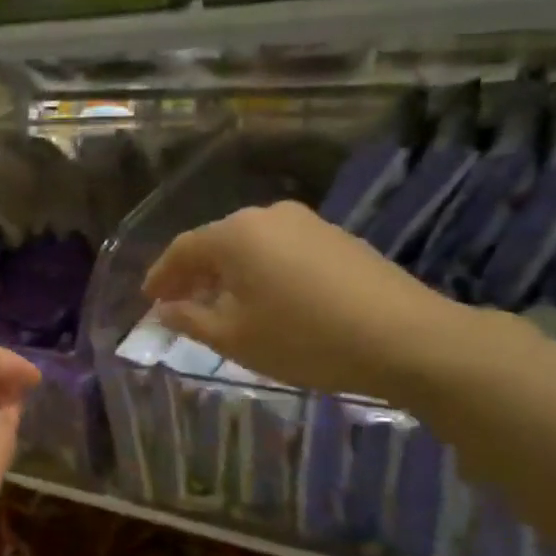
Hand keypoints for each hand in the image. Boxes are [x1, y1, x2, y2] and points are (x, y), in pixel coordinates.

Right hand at [142, 201, 464, 402]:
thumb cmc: (304, 338)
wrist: (406, 337)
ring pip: (251, 246)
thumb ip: (190, 319)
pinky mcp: (337, 238)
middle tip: (179, 303)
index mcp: (235, 235)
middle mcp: (267, 216)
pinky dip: (262, 271)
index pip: (182, 249)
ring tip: (222, 305)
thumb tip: (165, 309)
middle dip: (194, 274)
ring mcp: (307, 223)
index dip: (160, 275)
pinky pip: (281, 250)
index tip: (148, 300)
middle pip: (217, 243)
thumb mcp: (235, 338)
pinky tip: (267, 299)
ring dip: (229, 273)